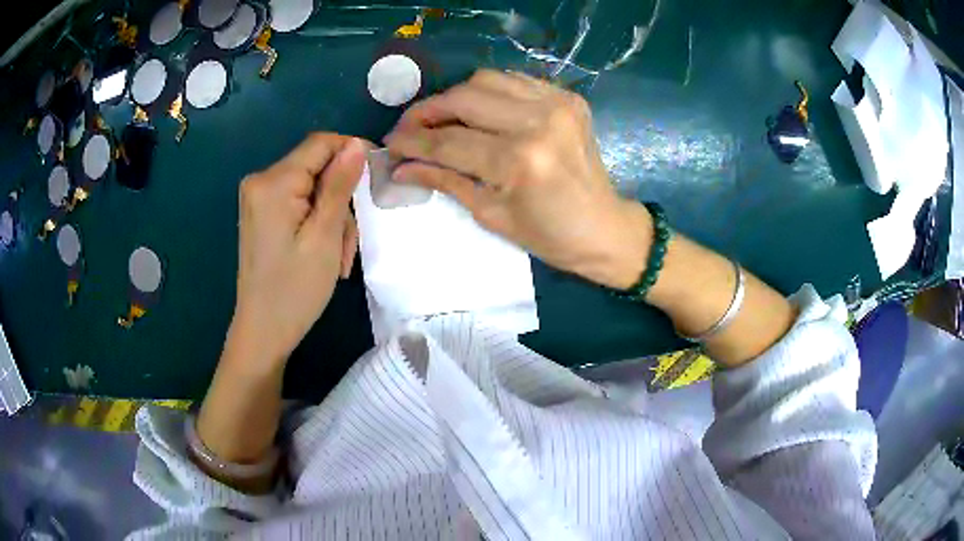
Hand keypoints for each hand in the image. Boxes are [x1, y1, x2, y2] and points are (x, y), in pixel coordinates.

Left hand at [231, 134, 368, 367]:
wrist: (263, 331)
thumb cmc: (295, 290)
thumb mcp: (325, 236)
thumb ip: (340, 185)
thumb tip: (357, 144)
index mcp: (273, 182)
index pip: (321, 143)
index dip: (353, 151)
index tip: (377, 176)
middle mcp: (260, 181)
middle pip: (316, 168)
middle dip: (340, 199)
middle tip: (347, 242)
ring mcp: (257, 198)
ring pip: (311, 188)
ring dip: (331, 217)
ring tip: (336, 257)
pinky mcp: (260, 213)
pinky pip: (297, 202)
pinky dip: (315, 222)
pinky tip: (321, 252)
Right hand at [384, 70, 650, 289]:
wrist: (604, 228)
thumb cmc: (549, 235)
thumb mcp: (491, 214)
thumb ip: (444, 181)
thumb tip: (401, 167)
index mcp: (519, 161)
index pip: (449, 142)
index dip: (412, 143)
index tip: (389, 145)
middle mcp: (538, 121)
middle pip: (463, 99)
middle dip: (427, 112)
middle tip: (409, 129)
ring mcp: (557, 104)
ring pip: (486, 80)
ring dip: (456, 97)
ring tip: (441, 119)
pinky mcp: (568, 98)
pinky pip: (514, 81)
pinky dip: (489, 92)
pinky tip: (479, 112)